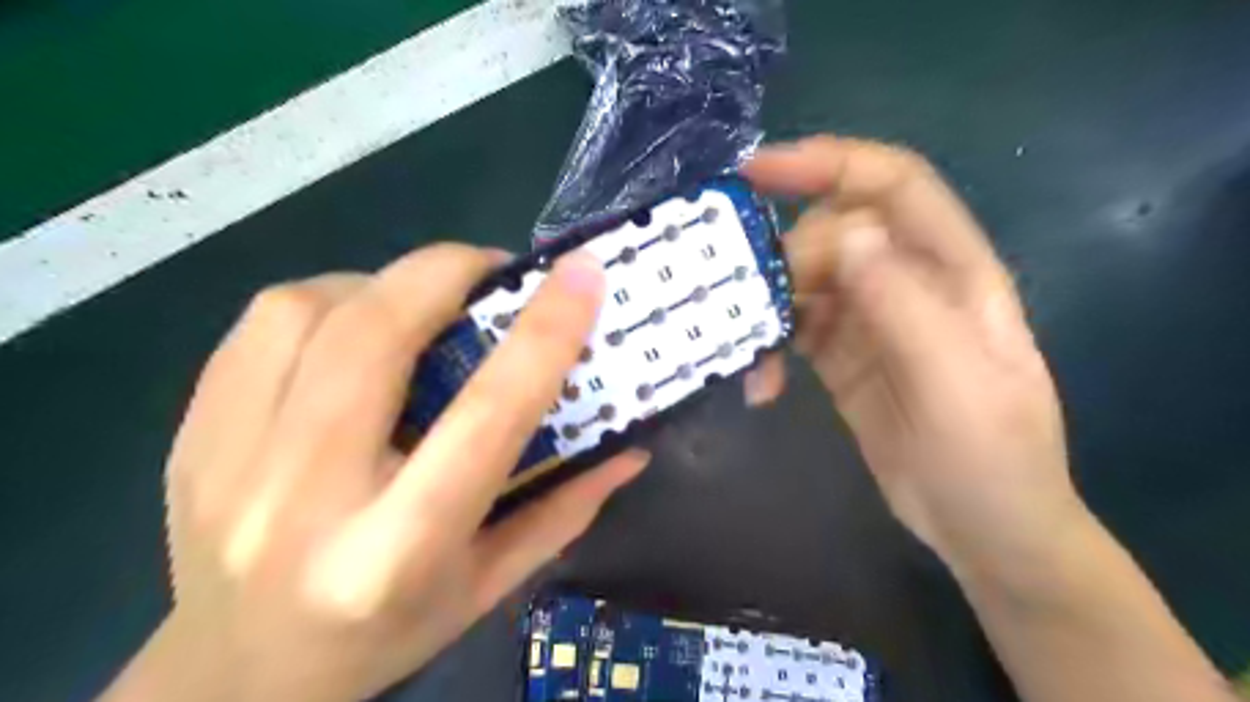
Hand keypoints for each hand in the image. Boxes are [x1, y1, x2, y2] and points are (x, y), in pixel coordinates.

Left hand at [103, 244, 648, 701]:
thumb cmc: (384, 636)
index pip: (486, 416)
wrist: (237, 679)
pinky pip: (260, 324)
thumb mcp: (489, 585)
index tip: (582, 275)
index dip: (543, 334)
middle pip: (377, 336)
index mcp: (398, 548)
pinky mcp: (190, 436)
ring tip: (420, 302)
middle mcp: (306, 498)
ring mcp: (229, 462)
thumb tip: (629, 448)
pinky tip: (353, 327)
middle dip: (448, 272)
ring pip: (308, 310)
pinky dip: (325, 300)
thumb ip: (565, 510)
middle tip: (492, 270)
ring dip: (383, 284)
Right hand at [740, 136, 1084, 582]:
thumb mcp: (954, 381)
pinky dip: (769, 347)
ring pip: (805, 280)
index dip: (829, 163)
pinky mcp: (841, 356)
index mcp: (952, 271)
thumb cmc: (989, 456)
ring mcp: (870, 319)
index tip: (757, 170)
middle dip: (785, 259)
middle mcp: (908, 282)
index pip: (892, 186)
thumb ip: (902, 303)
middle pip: (832, 235)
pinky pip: (794, 329)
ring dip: (769, 307)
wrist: (983, 528)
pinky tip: (761, 386)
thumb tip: (842, 235)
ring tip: (747, 351)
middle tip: (751, 306)